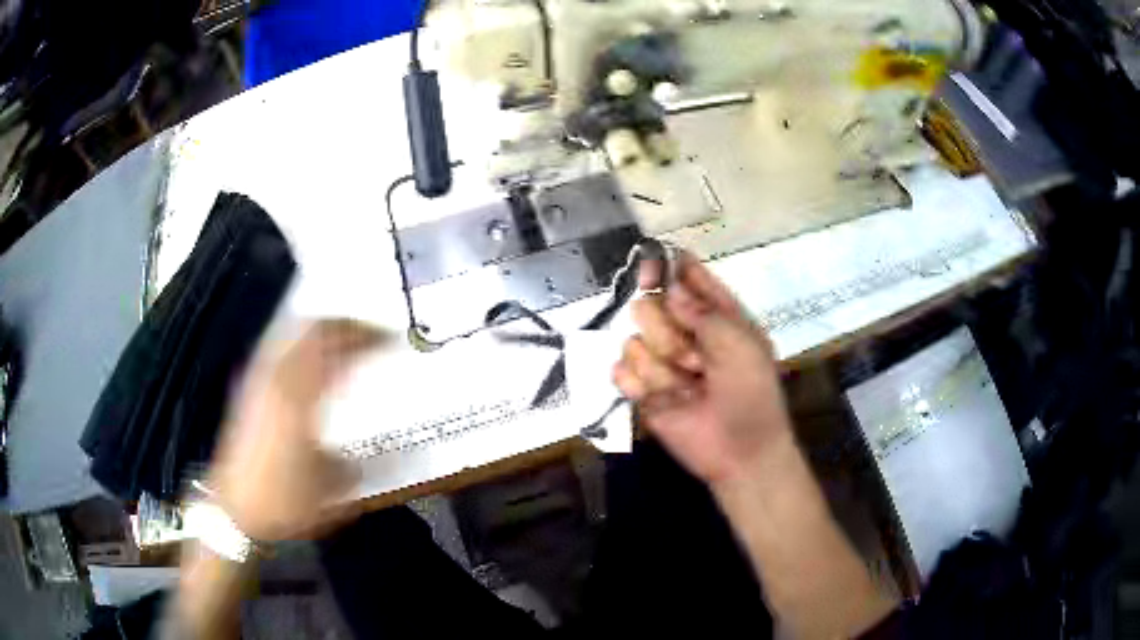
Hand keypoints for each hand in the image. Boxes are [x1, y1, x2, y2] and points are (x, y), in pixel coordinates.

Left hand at [208, 319, 385, 541]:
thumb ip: (354, 463)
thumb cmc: (284, 500)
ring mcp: (259, 381)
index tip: (390, 339)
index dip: (365, 336)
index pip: (334, 345)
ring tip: (344, 340)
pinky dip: (301, 346)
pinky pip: (279, 351)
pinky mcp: (249, 390)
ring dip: (322, 331)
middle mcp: (275, 380)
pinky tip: (311, 361)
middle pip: (311, 329)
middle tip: (370, 332)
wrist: (235, 510)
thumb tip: (369, 455)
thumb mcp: (331, 487)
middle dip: (344, 324)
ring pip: (292, 335)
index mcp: (298, 397)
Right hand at [613, 252, 793, 488]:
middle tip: (693, 358)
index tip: (652, 264)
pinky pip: (621, 370)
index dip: (669, 268)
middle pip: (651, 305)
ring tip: (686, 389)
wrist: (741, 452)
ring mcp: (661, 362)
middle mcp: (685, 333)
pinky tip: (662, 398)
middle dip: (667, 330)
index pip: (686, 279)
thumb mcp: (739, 344)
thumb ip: (703, 312)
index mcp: (716, 316)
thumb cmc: (751, 393)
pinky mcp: (642, 391)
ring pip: (634, 339)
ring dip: (660, 366)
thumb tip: (669, 289)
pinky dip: (638, 383)